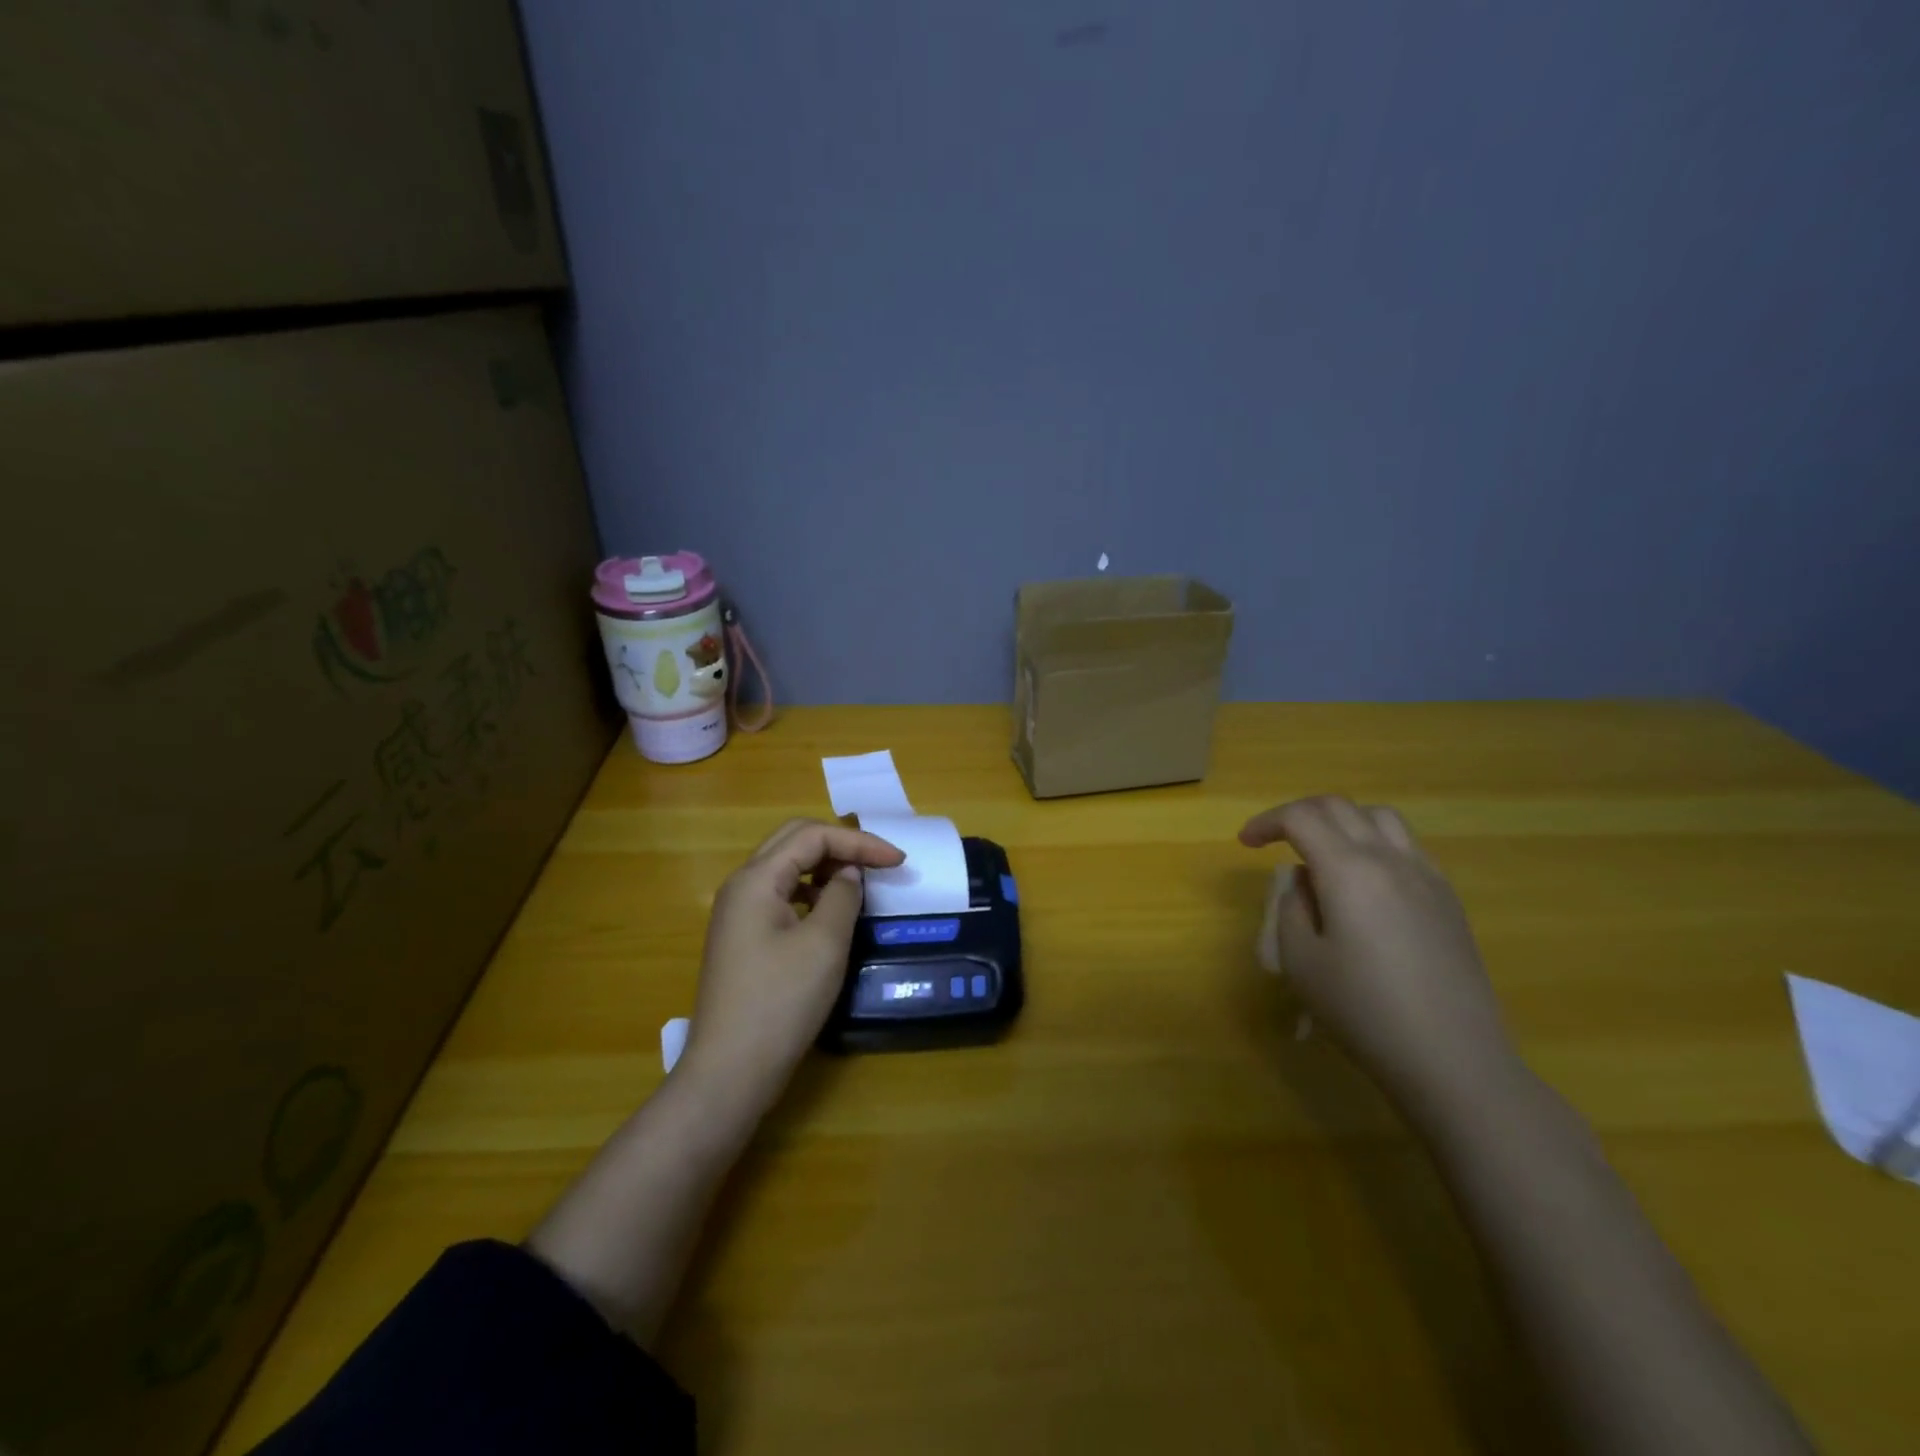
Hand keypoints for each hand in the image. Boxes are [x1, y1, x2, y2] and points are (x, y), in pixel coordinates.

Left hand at [683, 819, 903, 1105]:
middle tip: (878, 862)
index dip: (859, 841)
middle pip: (794, 841)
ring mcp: (737, 913)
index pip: (811, 835)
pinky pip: (780, 896)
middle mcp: (741, 886)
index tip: (898, 861)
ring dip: (824, 867)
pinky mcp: (742, 938)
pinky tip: (830, 913)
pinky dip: (810, 893)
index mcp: (756, 879)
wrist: (730, 1071)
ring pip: (785, 868)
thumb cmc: (780, 1002)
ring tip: (859, 885)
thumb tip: (849, 873)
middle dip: (840, 845)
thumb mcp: (824, 944)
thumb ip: (842, 896)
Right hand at [1239, 795, 1519, 1111]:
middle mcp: (1390, 859)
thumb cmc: (1364, 1011)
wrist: (1453, 1059)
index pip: (1301, 818)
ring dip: (1342, 822)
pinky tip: (1365, 883)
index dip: (1267, 822)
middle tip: (1276, 839)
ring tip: (1323, 853)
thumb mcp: (1301, 961)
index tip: (1246, 843)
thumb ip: (1292, 907)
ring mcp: (1426, 877)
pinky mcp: (1448, 899)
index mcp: (1349, 870)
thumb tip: (1305, 883)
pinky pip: (1407, 847)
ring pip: (1380, 818)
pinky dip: (1375, 844)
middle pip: (1339, 807)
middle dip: (1300, 814)